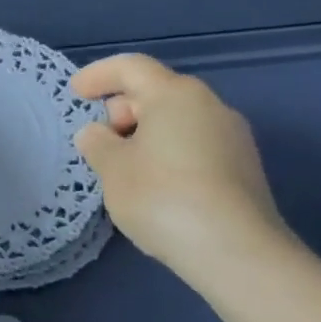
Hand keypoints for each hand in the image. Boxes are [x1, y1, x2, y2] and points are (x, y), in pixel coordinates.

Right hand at [70, 53, 300, 281]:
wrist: (238, 254)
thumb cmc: (163, 197)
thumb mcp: (112, 169)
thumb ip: (97, 143)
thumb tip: (98, 133)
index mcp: (175, 94)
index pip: (131, 67)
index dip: (99, 75)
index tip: (76, 92)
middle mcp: (210, 105)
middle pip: (157, 92)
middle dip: (122, 109)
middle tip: (100, 141)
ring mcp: (233, 138)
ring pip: (178, 121)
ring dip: (146, 135)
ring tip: (124, 168)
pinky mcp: (245, 170)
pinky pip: (195, 146)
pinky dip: (169, 154)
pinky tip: (156, 187)